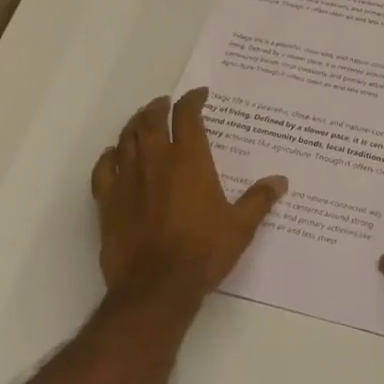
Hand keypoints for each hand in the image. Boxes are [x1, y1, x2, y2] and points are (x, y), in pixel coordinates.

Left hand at [90, 89, 287, 310]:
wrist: (156, 288)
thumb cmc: (203, 252)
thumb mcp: (240, 227)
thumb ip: (259, 200)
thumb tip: (280, 181)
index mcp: (189, 161)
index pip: (187, 117)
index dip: (192, 101)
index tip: (199, 95)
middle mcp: (156, 161)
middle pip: (150, 120)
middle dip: (159, 107)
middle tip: (165, 104)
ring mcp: (128, 180)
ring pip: (125, 139)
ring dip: (134, 125)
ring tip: (142, 122)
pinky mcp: (108, 201)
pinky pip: (103, 168)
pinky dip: (109, 156)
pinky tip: (114, 156)